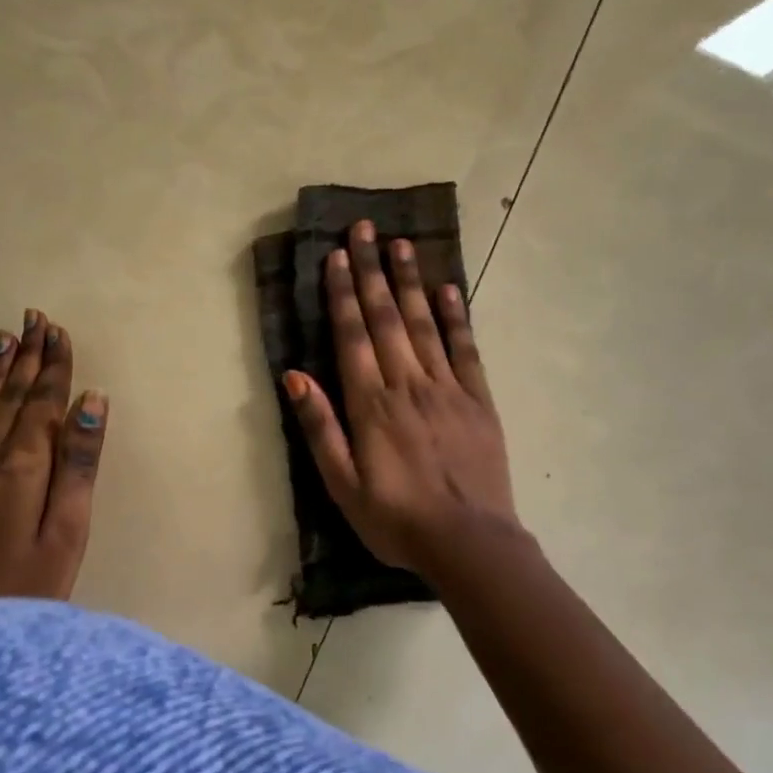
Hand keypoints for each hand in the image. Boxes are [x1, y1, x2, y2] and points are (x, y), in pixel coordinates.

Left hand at [0, 310, 108, 604]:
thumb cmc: (21, 594)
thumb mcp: (66, 536)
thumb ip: (79, 466)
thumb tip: (93, 401)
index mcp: (24, 465)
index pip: (44, 401)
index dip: (55, 366)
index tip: (60, 331)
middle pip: (12, 395)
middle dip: (28, 356)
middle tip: (36, 318)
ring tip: (7, 336)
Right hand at [282, 221, 521, 578]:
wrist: (470, 543)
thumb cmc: (396, 519)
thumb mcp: (342, 486)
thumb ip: (320, 428)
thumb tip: (293, 376)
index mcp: (371, 404)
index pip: (352, 336)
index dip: (342, 293)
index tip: (337, 256)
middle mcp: (407, 384)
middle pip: (386, 317)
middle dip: (372, 270)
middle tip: (365, 229)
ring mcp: (447, 388)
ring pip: (425, 323)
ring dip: (410, 282)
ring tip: (402, 244)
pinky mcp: (478, 399)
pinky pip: (465, 349)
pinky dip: (456, 316)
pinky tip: (448, 289)